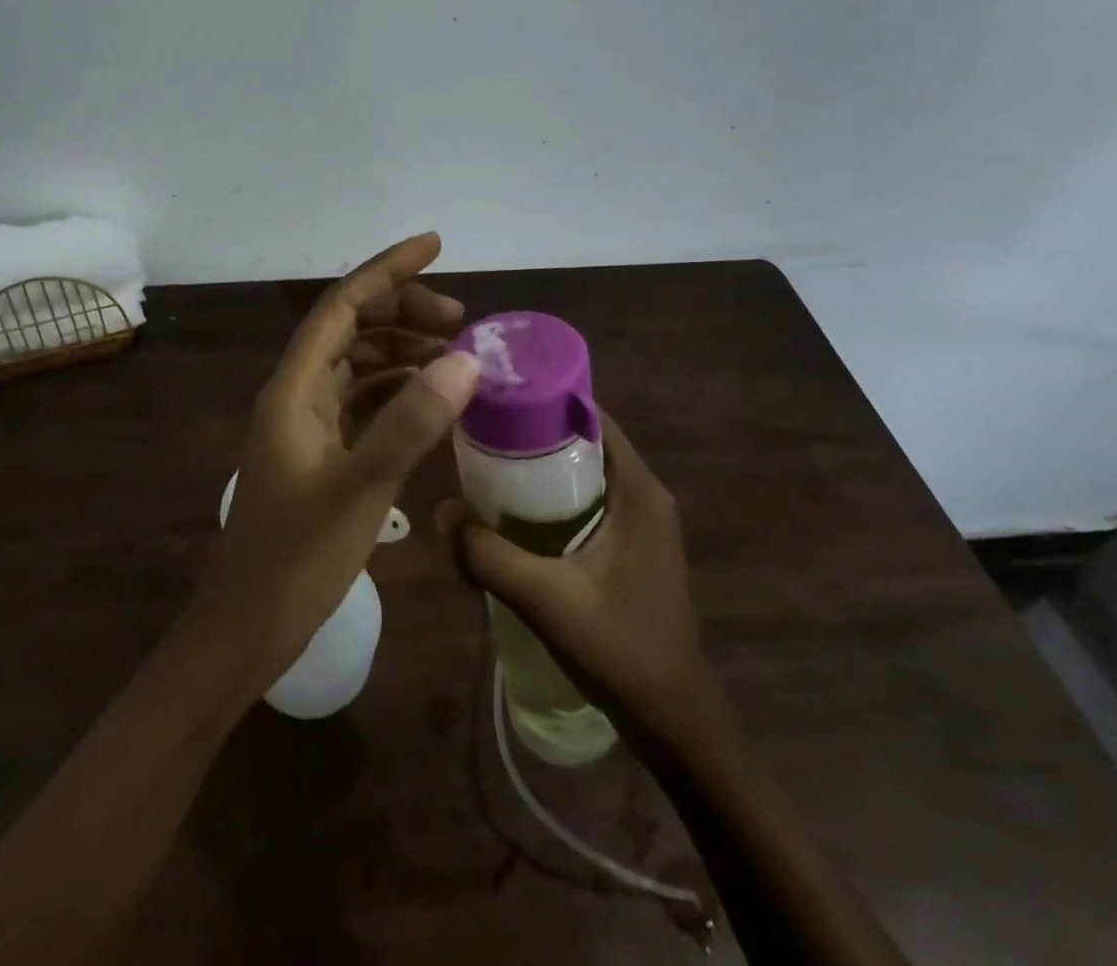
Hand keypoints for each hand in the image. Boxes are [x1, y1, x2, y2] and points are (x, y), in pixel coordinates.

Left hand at [194, 233, 481, 694]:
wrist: (245, 630)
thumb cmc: (293, 561)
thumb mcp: (359, 490)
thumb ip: (410, 423)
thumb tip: (464, 358)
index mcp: (293, 389)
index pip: (341, 306)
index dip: (387, 270)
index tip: (436, 245)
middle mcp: (297, 396)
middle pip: (352, 329)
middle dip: (404, 312)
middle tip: (462, 323)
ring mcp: (307, 426)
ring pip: (359, 366)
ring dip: (403, 352)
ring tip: (456, 359)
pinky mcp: (320, 455)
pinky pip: (363, 404)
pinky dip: (398, 392)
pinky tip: (433, 404)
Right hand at [437, 412, 721, 741]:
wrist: (674, 721)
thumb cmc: (620, 650)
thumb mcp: (546, 600)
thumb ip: (489, 555)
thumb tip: (442, 511)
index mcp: (639, 490)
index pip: (591, 416)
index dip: (544, 399)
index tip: (496, 396)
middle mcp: (645, 494)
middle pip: (584, 440)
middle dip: (533, 432)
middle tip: (479, 432)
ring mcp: (642, 521)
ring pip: (585, 471)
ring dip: (541, 466)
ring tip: (486, 466)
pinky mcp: (633, 545)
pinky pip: (589, 499)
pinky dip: (554, 496)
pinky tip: (514, 513)